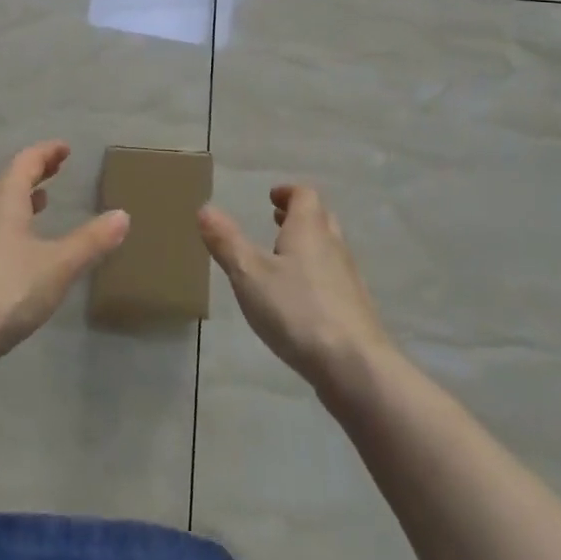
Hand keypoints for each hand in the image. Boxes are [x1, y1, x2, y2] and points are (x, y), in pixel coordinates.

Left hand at [0, 141, 129, 364]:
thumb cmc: (6, 289)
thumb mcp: (58, 265)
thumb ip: (91, 240)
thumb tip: (123, 215)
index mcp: (3, 197)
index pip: (26, 161)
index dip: (47, 152)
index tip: (65, 149)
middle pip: (8, 180)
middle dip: (34, 173)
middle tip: (56, 169)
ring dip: (19, 199)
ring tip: (41, 202)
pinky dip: (8, 225)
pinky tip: (19, 249)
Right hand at [199, 184, 391, 396]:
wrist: (356, 367)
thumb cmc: (297, 311)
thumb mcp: (249, 275)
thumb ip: (227, 242)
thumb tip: (205, 208)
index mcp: (309, 230)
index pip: (305, 195)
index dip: (288, 192)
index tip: (271, 197)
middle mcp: (333, 246)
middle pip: (320, 218)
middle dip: (298, 216)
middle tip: (276, 221)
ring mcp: (348, 279)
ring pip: (328, 249)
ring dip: (307, 245)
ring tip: (282, 258)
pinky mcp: (354, 310)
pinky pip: (333, 278)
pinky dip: (315, 275)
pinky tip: (299, 299)